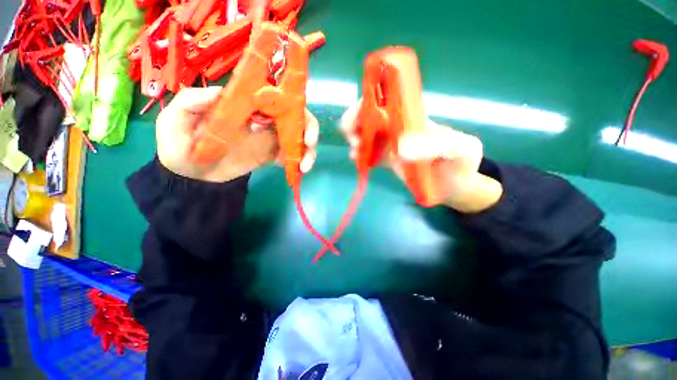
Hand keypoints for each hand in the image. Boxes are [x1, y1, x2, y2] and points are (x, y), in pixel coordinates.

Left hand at [156, 87, 318, 181]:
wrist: (191, 175)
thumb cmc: (180, 145)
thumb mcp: (175, 120)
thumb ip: (192, 102)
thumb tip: (221, 92)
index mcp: (243, 104)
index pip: (274, 96)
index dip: (291, 106)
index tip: (292, 123)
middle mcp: (260, 117)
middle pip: (294, 116)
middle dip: (308, 129)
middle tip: (310, 145)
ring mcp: (268, 138)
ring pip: (297, 137)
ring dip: (307, 150)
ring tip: (304, 167)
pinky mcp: (270, 155)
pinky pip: (290, 155)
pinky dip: (296, 161)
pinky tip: (294, 170)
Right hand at [339, 102, 502, 212]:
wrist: (454, 186)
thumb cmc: (461, 165)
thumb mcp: (461, 150)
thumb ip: (439, 145)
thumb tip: (401, 148)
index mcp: (414, 117)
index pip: (388, 99)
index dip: (369, 101)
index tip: (358, 114)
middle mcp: (399, 127)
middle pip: (370, 115)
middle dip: (354, 121)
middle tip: (353, 137)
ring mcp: (391, 144)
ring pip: (365, 134)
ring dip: (355, 138)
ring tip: (355, 151)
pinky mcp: (387, 160)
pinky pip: (369, 154)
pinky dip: (360, 155)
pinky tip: (357, 160)